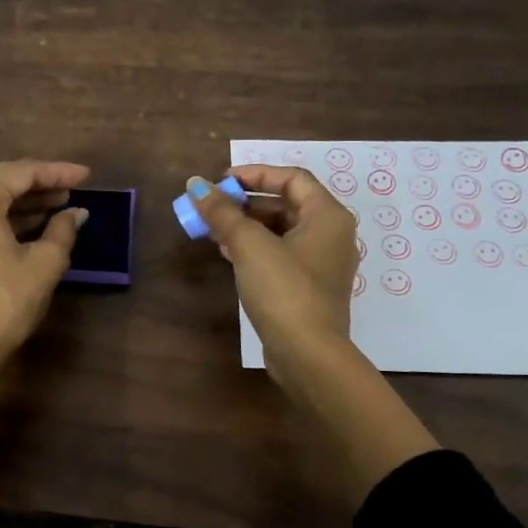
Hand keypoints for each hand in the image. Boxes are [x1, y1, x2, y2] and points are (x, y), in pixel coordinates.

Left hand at [0, 159, 90, 435]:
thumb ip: (62, 230)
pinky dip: (9, 218)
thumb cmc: (4, 302)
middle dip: (41, 183)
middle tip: (74, 188)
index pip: (22, 173)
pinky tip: (36, 225)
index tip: (87, 176)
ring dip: (25, 202)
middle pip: (3, 181)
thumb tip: (76, 213)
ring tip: (60, 205)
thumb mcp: (44, 264)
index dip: (58, 172)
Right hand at [184, 165, 356, 383]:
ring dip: (247, 226)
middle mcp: (331, 235)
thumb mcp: (249, 245)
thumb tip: (195, 184)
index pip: (292, 178)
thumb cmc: (283, 289)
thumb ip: (222, 212)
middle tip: (213, 207)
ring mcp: (322, 264)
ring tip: (213, 230)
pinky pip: (281, 255)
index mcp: (328, 216)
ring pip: (281, 231)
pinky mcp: (309, 288)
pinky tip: (228, 255)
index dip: (255, 173)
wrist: (307, 353)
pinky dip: (255, 249)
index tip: (222, 181)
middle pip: (286, 204)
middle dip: (246, 202)